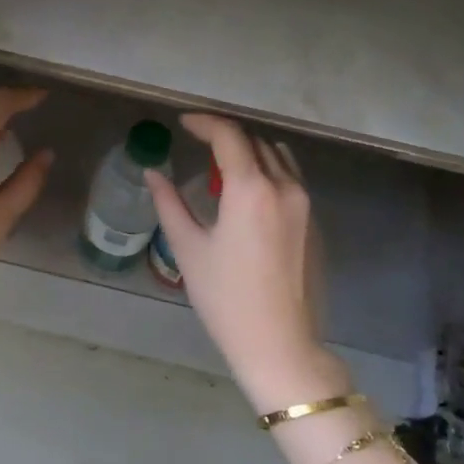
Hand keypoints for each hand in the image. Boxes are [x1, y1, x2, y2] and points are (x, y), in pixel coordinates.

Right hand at [146, 114, 350, 412]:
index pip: (228, 135)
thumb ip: (169, 203)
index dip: (204, 122)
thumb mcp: (188, 248)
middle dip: (224, 135)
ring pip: (276, 156)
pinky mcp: (311, 221)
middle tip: (196, 141)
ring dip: (248, 150)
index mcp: (251, 189)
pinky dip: (266, 169)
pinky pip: (289, 177)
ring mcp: (303, 203)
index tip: (183, 123)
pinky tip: (246, 190)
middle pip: (254, 141)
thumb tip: (152, 173)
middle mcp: (283, 186)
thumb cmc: (225, 297)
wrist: (277, 341)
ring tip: (221, 162)